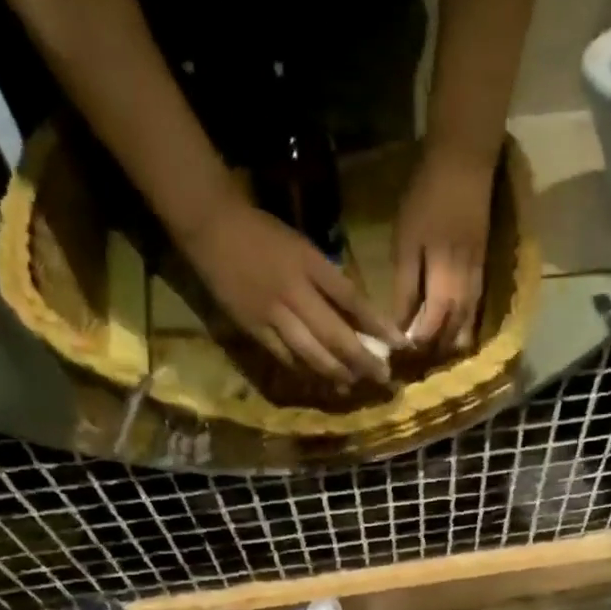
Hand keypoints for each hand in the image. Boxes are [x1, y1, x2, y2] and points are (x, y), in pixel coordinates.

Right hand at [181, 195, 401, 386]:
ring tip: (354, 383)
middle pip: (335, 335)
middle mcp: (294, 292)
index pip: (352, 300)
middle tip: (382, 377)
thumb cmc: (264, 234)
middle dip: (362, 360)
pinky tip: (321, 379)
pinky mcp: (253, 328)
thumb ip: (329, 281)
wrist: (211, 226)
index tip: (399, 344)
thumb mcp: (303, 248)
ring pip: (311, 352)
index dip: (378, 325)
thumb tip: (359, 317)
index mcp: (310, 265)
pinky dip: (306, 370)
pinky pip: (286, 357)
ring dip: (337, 371)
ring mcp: (272, 313)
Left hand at [393, 144, 494, 352]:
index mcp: (445, 285)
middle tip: (413, 362)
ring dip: (450, 344)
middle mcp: (466, 293)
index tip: (397, 356)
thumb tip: (400, 325)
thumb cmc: (427, 199)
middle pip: (452, 336)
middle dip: (433, 352)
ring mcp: (478, 284)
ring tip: (431, 353)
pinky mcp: (482, 274)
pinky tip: (450, 331)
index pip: (430, 330)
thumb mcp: (406, 242)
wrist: (464, 166)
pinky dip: (461, 327)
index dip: (415, 345)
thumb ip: (405, 287)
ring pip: (467, 328)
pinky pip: (474, 313)